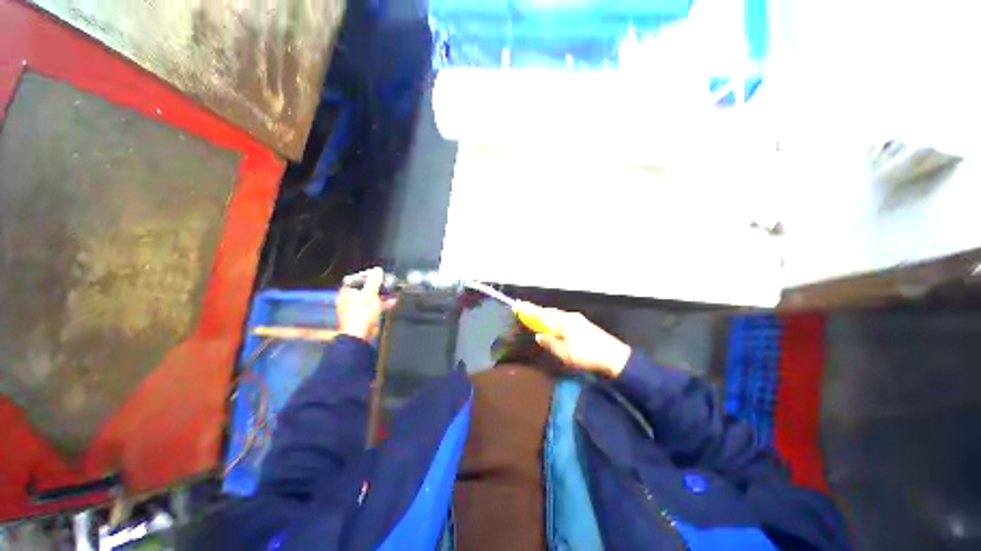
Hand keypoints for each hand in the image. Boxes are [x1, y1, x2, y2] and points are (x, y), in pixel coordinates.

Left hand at [337, 267, 395, 341]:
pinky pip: (376, 305)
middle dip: (378, 285)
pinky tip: (394, 301)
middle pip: (366, 287)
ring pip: (372, 296)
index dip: (368, 275)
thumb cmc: (361, 314)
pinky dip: (384, 303)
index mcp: (347, 291)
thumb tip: (377, 270)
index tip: (379, 274)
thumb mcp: (369, 293)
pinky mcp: (366, 315)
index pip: (357, 278)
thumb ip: (374, 281)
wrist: (360, 335)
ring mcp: (359, 307)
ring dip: (383, 294)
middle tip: (388, 282)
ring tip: (394, 290)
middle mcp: (351, 298)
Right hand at [532, 307, 630, 377]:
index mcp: (563, 321)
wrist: (613, 356)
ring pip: (558, 315)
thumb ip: (549, 343)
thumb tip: (539, 335)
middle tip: (527, 310)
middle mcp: (569, 316)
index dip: (530, 310)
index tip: (519, 304)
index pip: (542, 313)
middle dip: (538, 311)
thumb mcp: (563, 352)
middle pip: (550, 312)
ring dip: (547, 315)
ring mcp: (578, 319)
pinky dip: (556, 320)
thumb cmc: (585, 354)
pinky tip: (556, 325)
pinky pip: (564, 318)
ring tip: (539, 318)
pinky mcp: (584, 324)